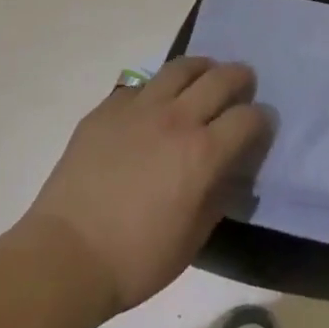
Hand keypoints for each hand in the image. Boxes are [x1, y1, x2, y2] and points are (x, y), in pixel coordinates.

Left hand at [24, 58, 270, 316]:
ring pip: (181, 67)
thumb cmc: (136, 259)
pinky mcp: (107, 109)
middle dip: (240, 78)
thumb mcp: (193, 239)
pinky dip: (156, 90)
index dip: (262, 119)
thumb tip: (231, 172)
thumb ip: (219, 196)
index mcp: (203, 153)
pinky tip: (153, 106)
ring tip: (204, 77)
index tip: (262, 125)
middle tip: (243, 85)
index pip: (248, 118)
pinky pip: (140, 85)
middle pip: (221, 78)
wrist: (66, 255)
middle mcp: (176, 119)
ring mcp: (139, 108)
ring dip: (202, 68)